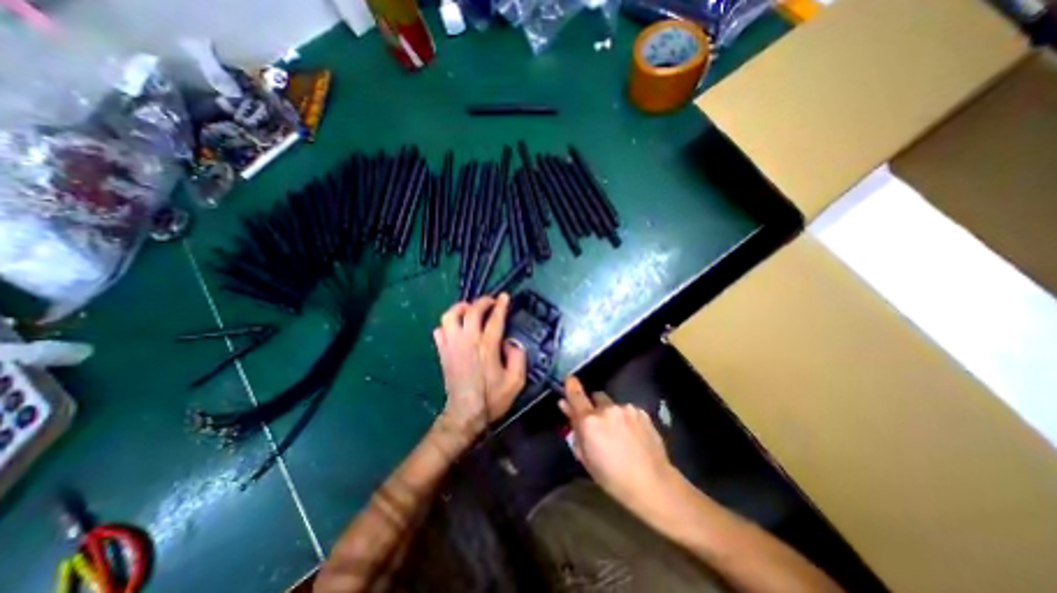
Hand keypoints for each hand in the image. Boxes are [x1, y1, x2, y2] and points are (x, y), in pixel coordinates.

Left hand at [432, 294, 525, 440]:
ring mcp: (451, 346)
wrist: (465, 414)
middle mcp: (467, 341)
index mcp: (487, 347)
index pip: (495, 319)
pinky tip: (457, 327)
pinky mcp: (442, 352)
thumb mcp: (516, 381)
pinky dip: (448, 324)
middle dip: (482, 301)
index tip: (505, 296)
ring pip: (450, 316)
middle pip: (472, 311)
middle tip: (491, 301)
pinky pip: (440, 330)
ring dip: (461, 308)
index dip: (501, 305)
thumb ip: (518, 357)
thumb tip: (509, 342)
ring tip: (470, 309)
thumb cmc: (492, 398)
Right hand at [561, 379, 675, 513]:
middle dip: (595, 407)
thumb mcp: (586, 457)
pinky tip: (633, 436)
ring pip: (613, 405)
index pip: (576, 395)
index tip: (569, 380)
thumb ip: (574, 429)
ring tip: (620, 435)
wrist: (653, 483)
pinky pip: (627, 411)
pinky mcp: (641, 412)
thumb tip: (565, 406)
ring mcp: (626, 408)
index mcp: (589, 421)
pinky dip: (626, 419)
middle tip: (599, 425)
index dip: (571, 385)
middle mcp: (607, 409)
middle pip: (596, 398)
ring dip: (612, 414)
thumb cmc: (612, 477)